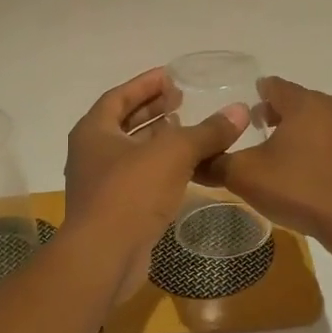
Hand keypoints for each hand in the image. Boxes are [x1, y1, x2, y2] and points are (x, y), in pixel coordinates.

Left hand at [64, 68, 249, 299]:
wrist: (105, 256)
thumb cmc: (131, 192)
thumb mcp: (174, 153)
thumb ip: (207, 131)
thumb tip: (240, 111)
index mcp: (93, 131)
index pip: (118, 96)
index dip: (145, 84)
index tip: (171, 76)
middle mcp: (92, 154)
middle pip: (124, 123)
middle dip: (153, 110)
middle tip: (182, 100)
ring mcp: (101, 185)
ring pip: (133, 152)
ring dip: (159, 140)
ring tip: (188, 130)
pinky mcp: (115, 211)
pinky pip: (140, 179)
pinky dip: (161, 168)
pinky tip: (186, 169)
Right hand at [203, 77, 331, 251]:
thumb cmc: (300, 188)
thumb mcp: (246, 176)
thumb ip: (216, 163)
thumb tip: (192, 160)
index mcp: (305, 102)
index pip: (273, 85)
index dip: (254, 96)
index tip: (241, 112)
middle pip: (296, 101)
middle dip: (275, 114)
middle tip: (255, 133)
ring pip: (316, 120)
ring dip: (296, 131)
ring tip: (277, 155)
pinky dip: (315, 147)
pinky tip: (303, 171)